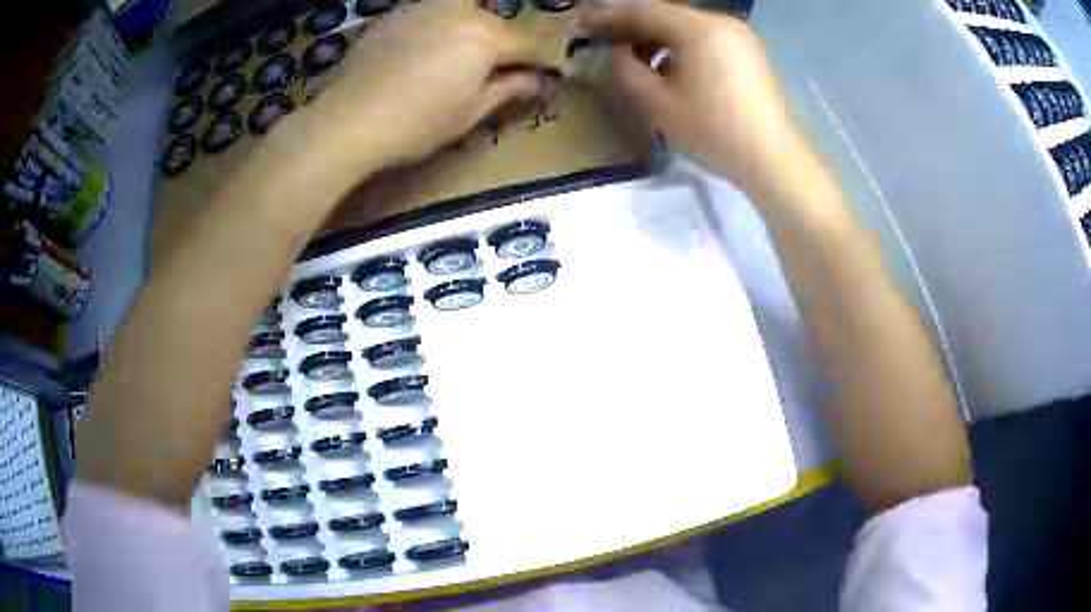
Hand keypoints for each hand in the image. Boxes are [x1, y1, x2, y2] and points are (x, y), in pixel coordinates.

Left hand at [312, 0, 549, 169]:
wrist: (348, 120)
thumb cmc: (416, 124)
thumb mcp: (470, 112)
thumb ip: (508, 89)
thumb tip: (539, 81)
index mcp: (485, 36)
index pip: (531, 40)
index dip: (543, 59)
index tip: (547, 74)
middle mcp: (458, 11)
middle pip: (495, 20)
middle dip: (503, 40)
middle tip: (495, 69)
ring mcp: (422, 8)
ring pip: (462, 10)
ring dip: (470, 28)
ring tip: (455, 59)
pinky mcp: (393, 15)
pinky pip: (428, 13)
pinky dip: (437, 26)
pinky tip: (421, 52)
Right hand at [580, 1, 804, 197]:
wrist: (772, 158)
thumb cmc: (713, 131)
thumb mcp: (657, 102)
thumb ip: (627, 68)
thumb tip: (619, 50)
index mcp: (699, 29)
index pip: (643, 9)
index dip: (609, 15)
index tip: (583, 22)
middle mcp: (721, 22)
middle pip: (667, 13)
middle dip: (633, 25)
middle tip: (605, 38)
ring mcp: (740, 35)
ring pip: (687, 25)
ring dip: (658, 36)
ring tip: (635, 56)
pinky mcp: (750, 51)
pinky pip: (707, 38)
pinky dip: (683, 45)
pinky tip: (671, 65)